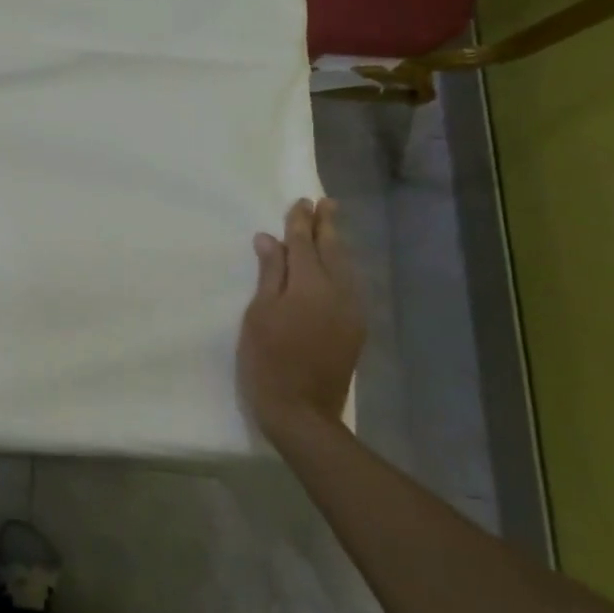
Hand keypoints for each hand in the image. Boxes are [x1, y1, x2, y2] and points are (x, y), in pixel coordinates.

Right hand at [237, 198, 364, 442]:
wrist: (302, 411)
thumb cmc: (267, 359)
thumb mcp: (259, 314)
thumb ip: (269, 274)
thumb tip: (269, 239)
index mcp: (309, 285)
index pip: (303, 244)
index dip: (300, 222)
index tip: (301, 201)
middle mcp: (337, 292)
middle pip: (332, 251)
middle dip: (327, 226)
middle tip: (327, 203)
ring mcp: (351, 311)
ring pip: (346, 268)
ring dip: (337, 246)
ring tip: (331, 228)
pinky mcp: (354, 329)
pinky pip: (351, 286)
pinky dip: (342, 269)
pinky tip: (336, 267)